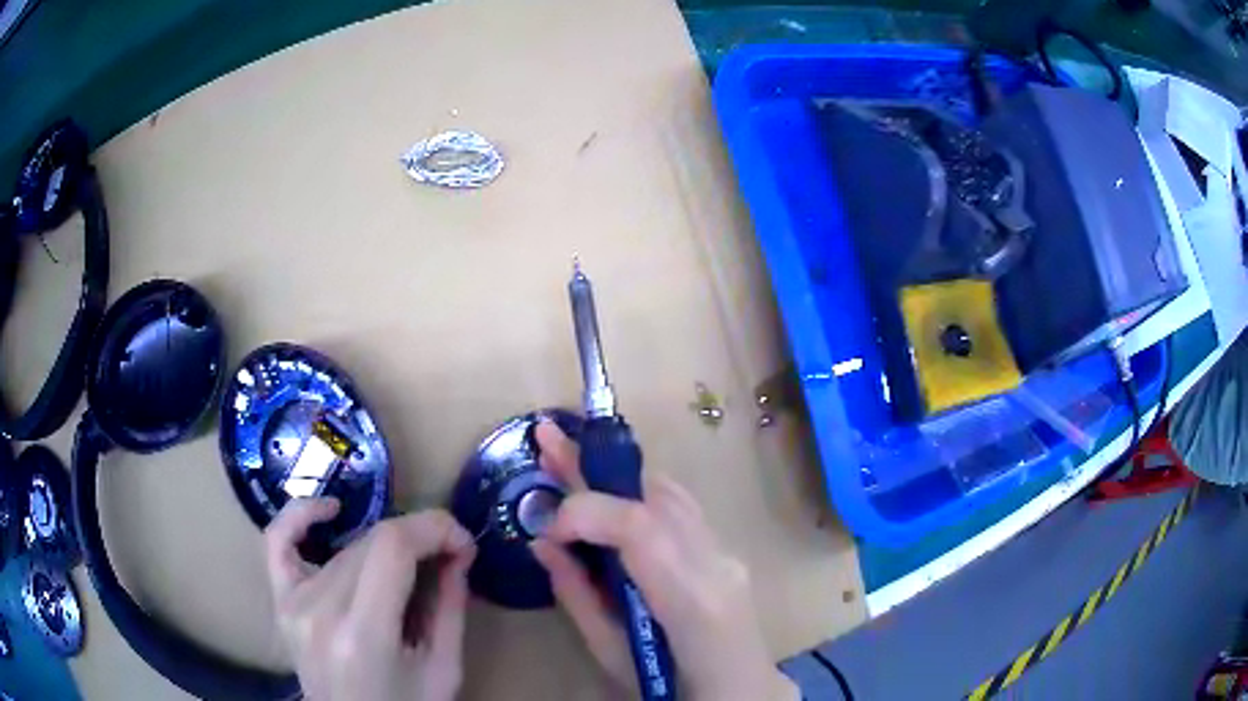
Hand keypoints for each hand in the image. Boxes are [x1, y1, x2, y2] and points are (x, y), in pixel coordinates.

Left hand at [265, 499, 475, 700]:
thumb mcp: (443, 670)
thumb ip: (450, 608)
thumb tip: (458, 551)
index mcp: (362, 634)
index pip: (391, 547)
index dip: (433, 529)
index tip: (463, 544)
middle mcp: (319, 610)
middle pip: (371, 544)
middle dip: (419, 539)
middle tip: (448, 559)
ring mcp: (293, 602)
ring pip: (346, 548)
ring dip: (386, 547)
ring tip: (410, 569)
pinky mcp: (281, 600)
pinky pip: (278, 540)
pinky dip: (301, 515)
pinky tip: (331, 511)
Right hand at [530, 422, 797, 700]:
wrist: (741, 691)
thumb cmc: (672, 688)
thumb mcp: (612, 655)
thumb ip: (577, 596)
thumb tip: (541, 542)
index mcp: (692, 601)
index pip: (640, 528)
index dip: (586, 512)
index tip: (547, 526)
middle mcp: (717, 563)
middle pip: (655, 496)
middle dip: (595, 466)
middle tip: (548, 437)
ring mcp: (727, 552)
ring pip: (670, 493)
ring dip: (617, 474)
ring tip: (572, 457)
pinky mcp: (725, 550)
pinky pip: (681, 507)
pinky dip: (640, 493)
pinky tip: (612, 491)